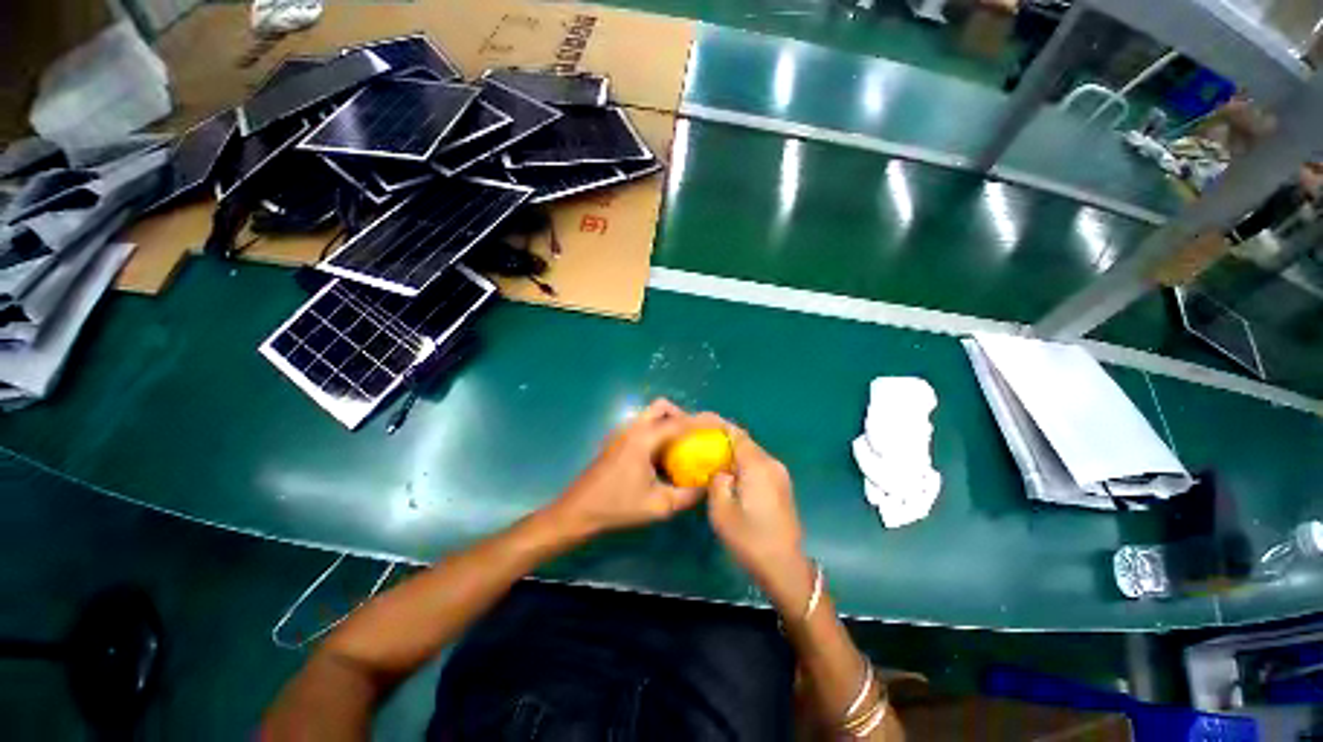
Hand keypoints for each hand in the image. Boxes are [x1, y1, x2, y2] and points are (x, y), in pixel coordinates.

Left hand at [549, 399, 710, 537]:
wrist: (579, 511)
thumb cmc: (618, 507)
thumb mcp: (659, 506)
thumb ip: (688, 495)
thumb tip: (709, 484)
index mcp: (644, 439)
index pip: (679, 422)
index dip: (702, 421)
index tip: (720, 424)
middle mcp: (633, 429)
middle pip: (661, 407)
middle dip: (682, 415)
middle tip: (695, 436)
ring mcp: (622, 433)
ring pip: (651, 414)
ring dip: (669, 422)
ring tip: (682, 446)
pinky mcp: (617, 441)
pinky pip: (643, 426)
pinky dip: (658, 431)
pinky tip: (662, 456)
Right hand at [707, 426, 814, 612]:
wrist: (785, 566)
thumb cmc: (750, 539)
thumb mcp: (721, 511)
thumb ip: (717, 482)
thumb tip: (719, 470)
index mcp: (758, 465)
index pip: (736, 434)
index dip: (718, 424)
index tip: (699, 421)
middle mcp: (771, 463)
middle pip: (744, 441)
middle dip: (723, 437)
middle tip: (701, 439)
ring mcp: (779, 474)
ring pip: (751, 453)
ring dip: (732, 450)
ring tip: (711, 454)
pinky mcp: (781, 485)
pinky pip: (758, 465)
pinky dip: (742, 462)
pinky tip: (729, 472)